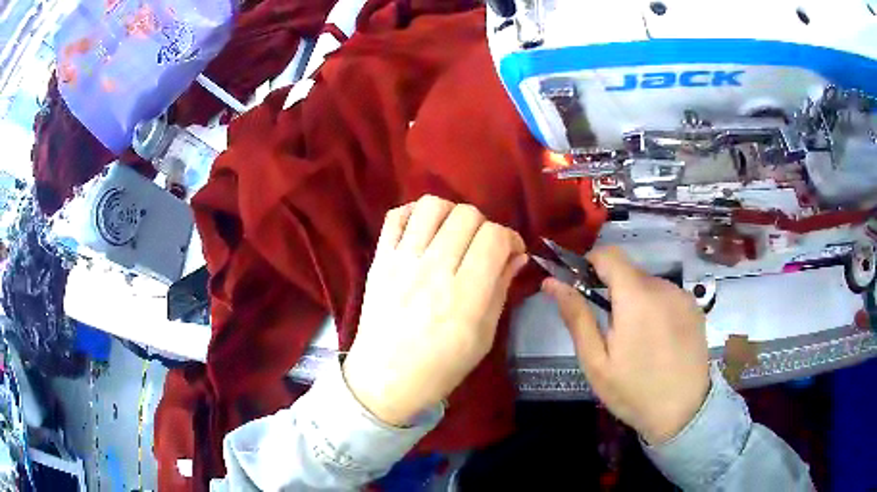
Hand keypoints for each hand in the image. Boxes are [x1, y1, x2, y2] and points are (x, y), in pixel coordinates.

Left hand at [343, 196, 527, 426]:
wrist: (384, 380)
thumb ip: (500, 290)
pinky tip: (424, 232)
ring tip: (452, 235)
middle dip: (485, 226)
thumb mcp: (483, 338)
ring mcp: (401, 261)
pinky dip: (414, 214)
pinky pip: (395, 216)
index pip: (494, 237)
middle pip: (467, 215)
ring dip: (451, 214)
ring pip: (432, 206)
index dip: (511, 238)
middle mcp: (433, 270)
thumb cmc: (439, 368)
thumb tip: (517, 256)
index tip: (511, 253)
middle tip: (481, 248)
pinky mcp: (379, 260)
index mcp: (464, 296)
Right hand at [542, 247, 709, 444]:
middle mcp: (663, 287)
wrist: (684, 412)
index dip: (592, 263)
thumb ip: (576, 317)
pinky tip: (658, 340)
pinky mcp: (695, 308)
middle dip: (614, 290)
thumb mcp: (596, 362)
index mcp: (636, 297)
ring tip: (636, 339)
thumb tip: (552, 283)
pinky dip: (656, 307)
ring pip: (649, 284)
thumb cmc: (634, 391)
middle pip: (629, 271)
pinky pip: (667, 295)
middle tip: (609, 328)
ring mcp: (683, 296)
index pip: (610, 254)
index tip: (584, 286)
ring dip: (636, 300)